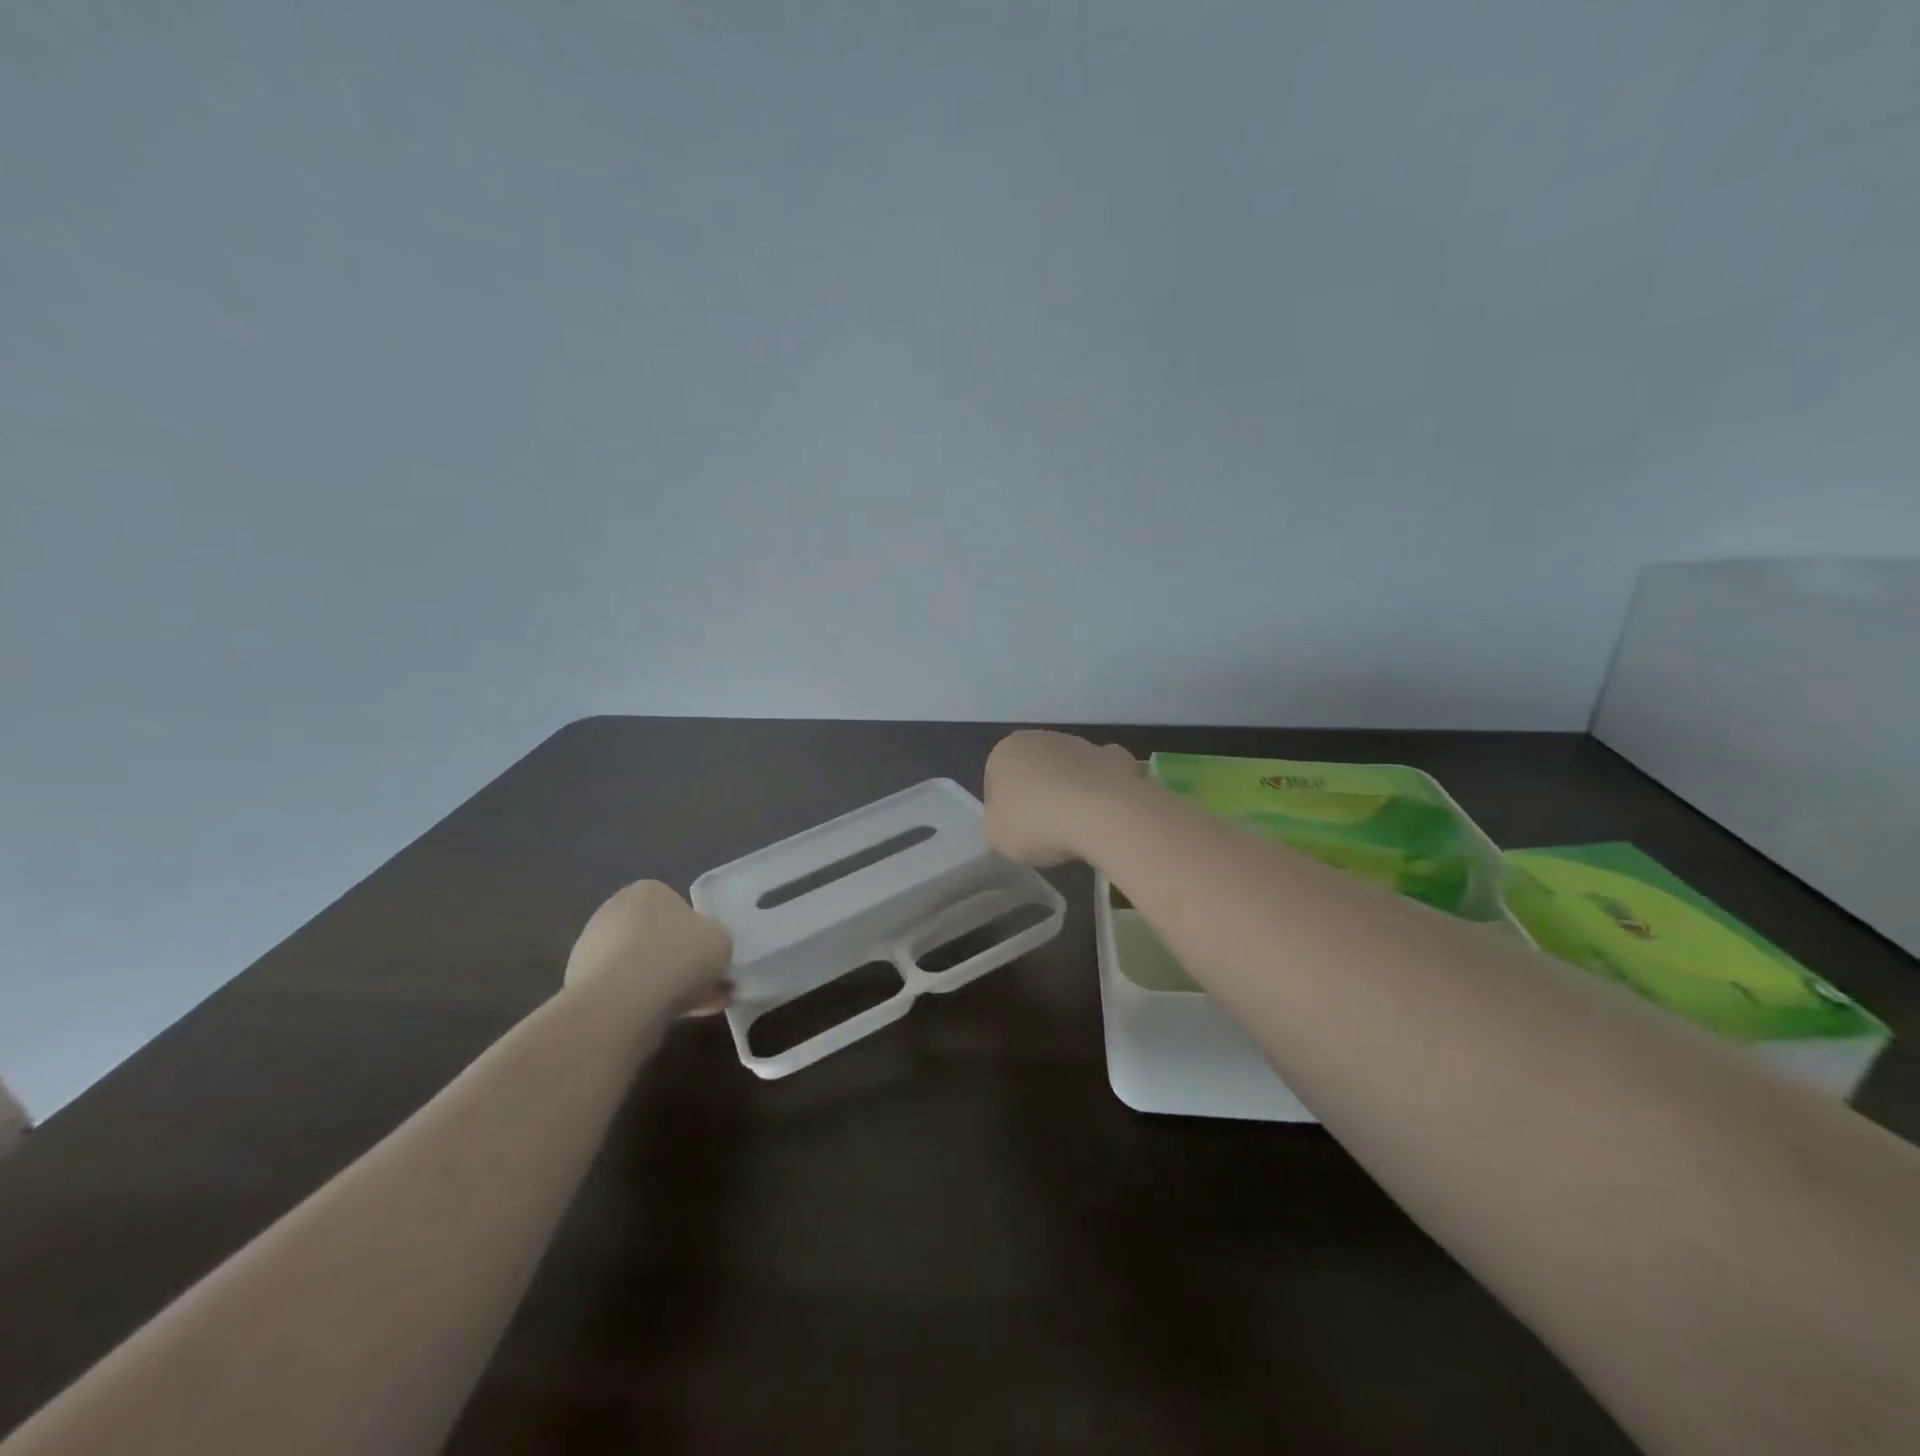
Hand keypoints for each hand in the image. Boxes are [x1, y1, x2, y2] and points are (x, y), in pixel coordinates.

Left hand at [564, 880, 733, 1014]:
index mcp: (647, 891)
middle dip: (685, 964)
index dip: (700, 934)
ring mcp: (594, 951)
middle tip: (712, 985)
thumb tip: (705, 952)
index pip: (678, 908)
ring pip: (645, 969)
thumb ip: (716, 941)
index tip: (712, 957)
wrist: (621, 1005)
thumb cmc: (678, 956)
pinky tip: (677, 1020)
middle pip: (660, 940)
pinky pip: (628, 993)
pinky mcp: (583, 988)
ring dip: (672, 987)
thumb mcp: (721, 940)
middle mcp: (614, 913)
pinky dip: (651, 1004)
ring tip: (702, 1010)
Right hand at [984, 730, 1142, 866]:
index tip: (1015, 834)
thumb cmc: (1037, 823)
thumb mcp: (998, 838)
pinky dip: (1102, 792)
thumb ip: (998, 826)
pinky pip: (1101, 778)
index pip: (995, 782)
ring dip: (1069, 794)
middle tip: (1044, 834)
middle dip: (1037, 798)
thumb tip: (1011, 824)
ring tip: (1076, 831)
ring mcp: (1081, 744)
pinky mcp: (1114, 757)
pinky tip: (1103, 817)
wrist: (1101, 814)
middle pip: (1033, 773)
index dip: (1003, 812)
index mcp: (1005, 751)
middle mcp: (1041, 738)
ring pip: (1067, 773)